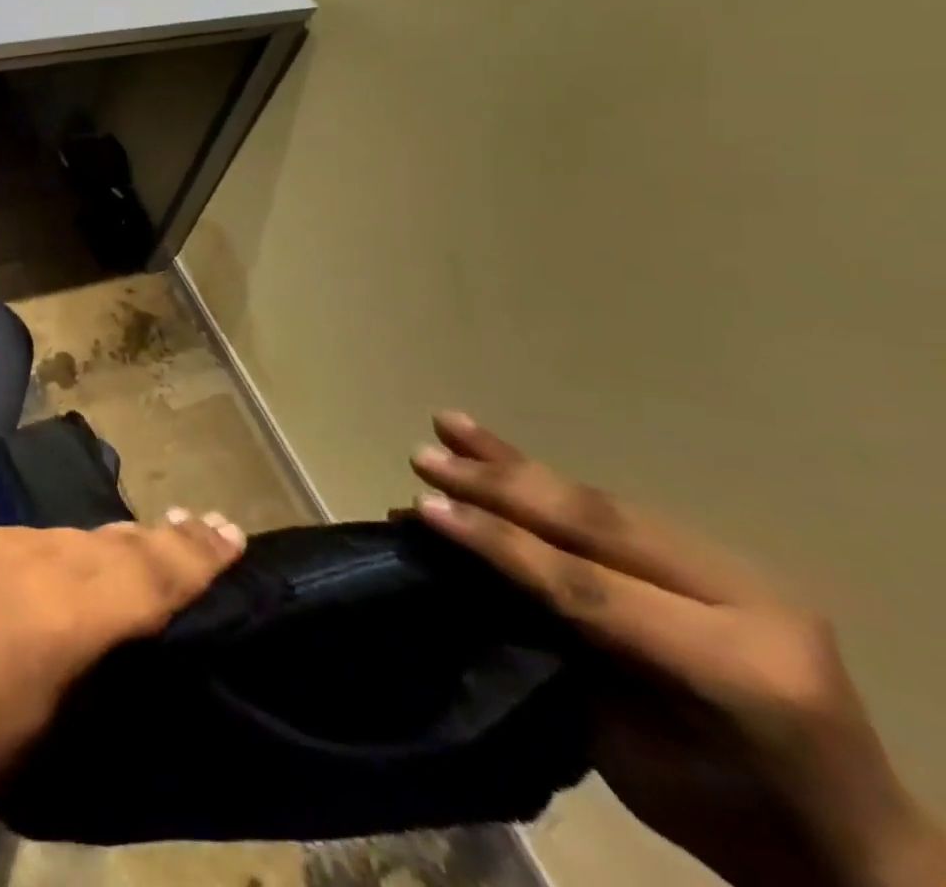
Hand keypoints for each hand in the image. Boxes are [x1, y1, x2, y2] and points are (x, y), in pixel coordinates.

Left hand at [0, 512, 246, 812]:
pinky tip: (61, 563)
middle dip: (165, 538)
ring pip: (74, 535)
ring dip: (111, 543)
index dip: (196, 555)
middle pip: (118, 543)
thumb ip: (89, 659)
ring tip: (142, 543)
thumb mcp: (46, 726)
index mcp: (68, 616)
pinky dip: (58, 549)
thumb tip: (116, 628)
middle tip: (205, 524)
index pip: (150, 576)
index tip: (233, 532)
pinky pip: (30, 537)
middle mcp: (39, 561)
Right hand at [410, 413, 944, 886]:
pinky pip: (621, 511)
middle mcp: (748, 604)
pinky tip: (506, 453)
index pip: (589, 589)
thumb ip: (560, 649)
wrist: (842, 840)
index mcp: (735, 669)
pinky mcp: (725, 558)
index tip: (423, 509)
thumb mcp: (626, 747)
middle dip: (500, 487)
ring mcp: (743, 573)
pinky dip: (552, 481)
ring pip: (606, 504)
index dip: (500, 544)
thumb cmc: (719, 811)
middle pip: (598, 527)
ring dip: (517, 465)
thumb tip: (467, 573)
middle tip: (425, 459)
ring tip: (450, 426)